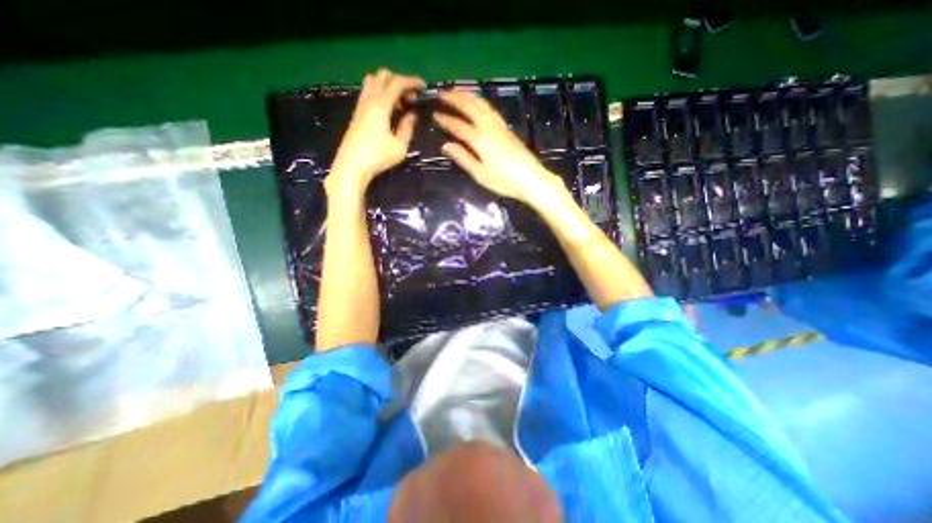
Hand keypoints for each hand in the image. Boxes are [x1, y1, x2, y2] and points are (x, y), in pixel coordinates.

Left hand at [328, 70, 424, 194]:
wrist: (352, 166)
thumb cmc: (378, 157)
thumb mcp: (400, 146)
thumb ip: (407, 128)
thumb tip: (412, 115)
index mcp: (381, 105)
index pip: (397, 83)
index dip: (412, 82)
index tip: (424, 86)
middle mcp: (369, 100)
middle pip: (383, 76)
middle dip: (400, 81)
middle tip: (412, 97)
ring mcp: (361, 106)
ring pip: (373, 82)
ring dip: (388, 86)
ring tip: (400, 103)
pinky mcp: (357, 114)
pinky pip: (369, 93)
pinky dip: (381, 94)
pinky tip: (389, 110)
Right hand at [436, 88, 560, 203]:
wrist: (531, 178)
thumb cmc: (504, 180)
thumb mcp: (480, 174)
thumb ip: (463, 158)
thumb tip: (446, 145)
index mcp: (480, 140)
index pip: (459, 126)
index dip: (446, 120)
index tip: (435, 114)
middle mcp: (489, 127)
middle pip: (470, 107)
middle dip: (455, 98)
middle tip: (442, 93)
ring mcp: (500, 126)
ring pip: (482, 104)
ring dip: (468, 96)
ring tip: (457, 91)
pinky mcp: (507, 128)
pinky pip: (490, 109)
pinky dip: (480, 102)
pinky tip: (478, 103)